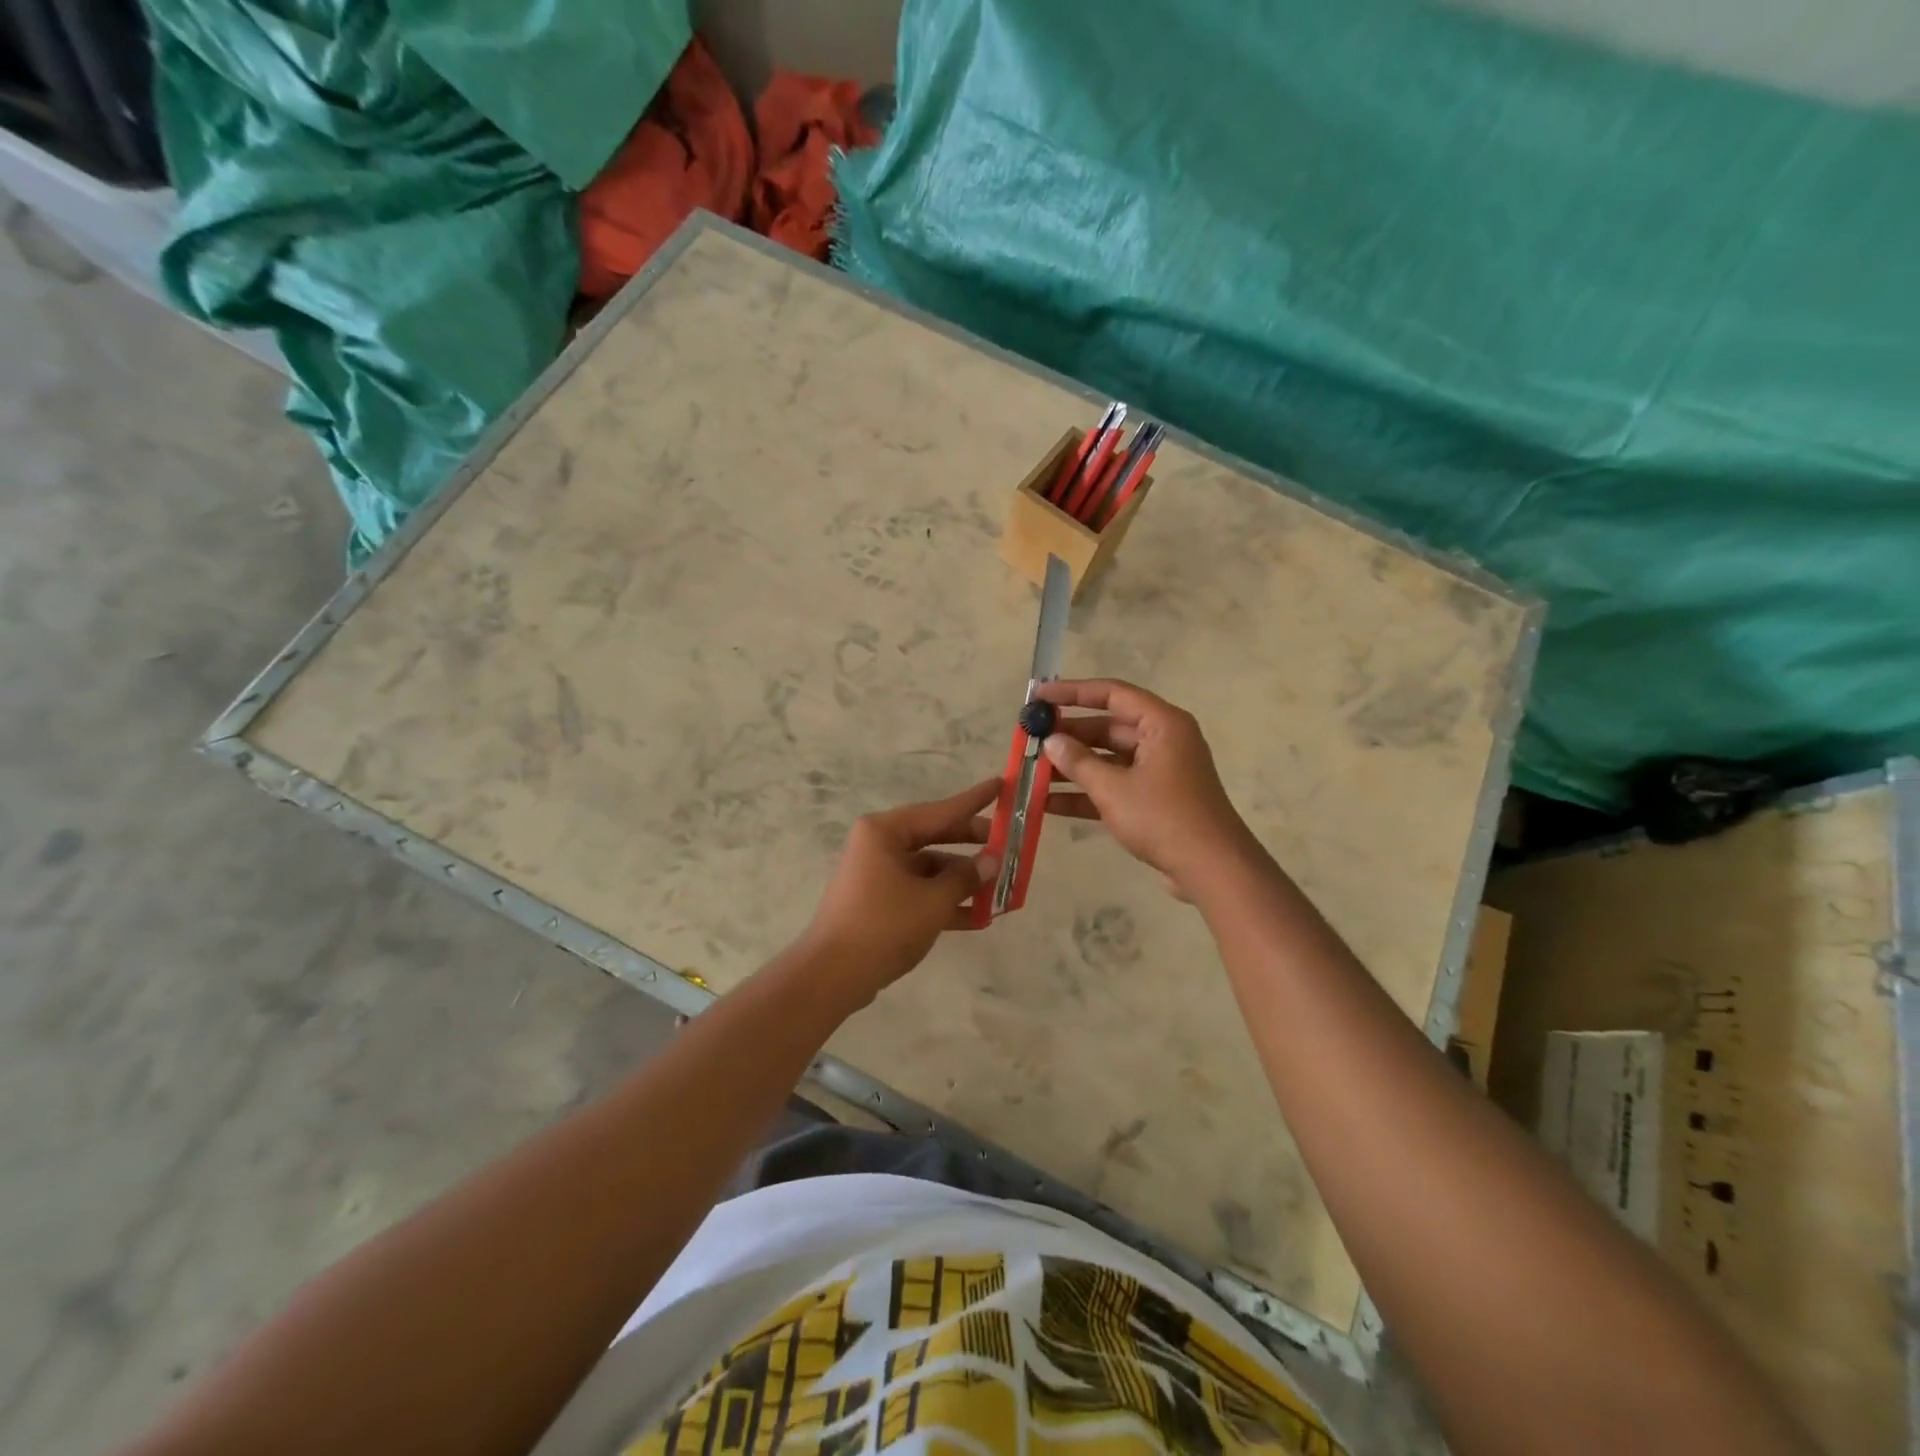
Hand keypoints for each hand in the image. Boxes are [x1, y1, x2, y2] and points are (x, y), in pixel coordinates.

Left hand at [797, 779, 1001, 1008]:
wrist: (832, 976)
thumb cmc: (883, 926)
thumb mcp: (932, 901)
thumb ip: (965, 878)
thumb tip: (992, 861)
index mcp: (885, 831)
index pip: (940, 810)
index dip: (974, 800)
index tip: (1002, 785)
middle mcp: (878, 845)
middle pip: (934, 837)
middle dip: (971, 845)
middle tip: (1007, 844)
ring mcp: (876, 874)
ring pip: (928, 868)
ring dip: (961, 880)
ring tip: (999, 887)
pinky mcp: (877, 901)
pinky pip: (918, 891)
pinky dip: (944, 901)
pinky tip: (976, 917)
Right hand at [1037, 679, 1258, 898]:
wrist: (1212, 869)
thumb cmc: (1163, 817)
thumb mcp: (1114, 788)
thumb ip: (1079, 762)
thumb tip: (1051, 741)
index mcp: (1162, 724)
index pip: (1112, 693)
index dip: (1073, 692)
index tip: (1039, 696)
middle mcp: (1163, 740)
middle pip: (1108, 727)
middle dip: (1069, 735)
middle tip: (1031, 740)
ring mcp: (1160, 771)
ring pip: (1108, 759)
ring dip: (1073, 767)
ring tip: (1033, 772)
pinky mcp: (1155, 799)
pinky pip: (1115, 785)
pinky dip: (1087, 792)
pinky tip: (1049, 804)